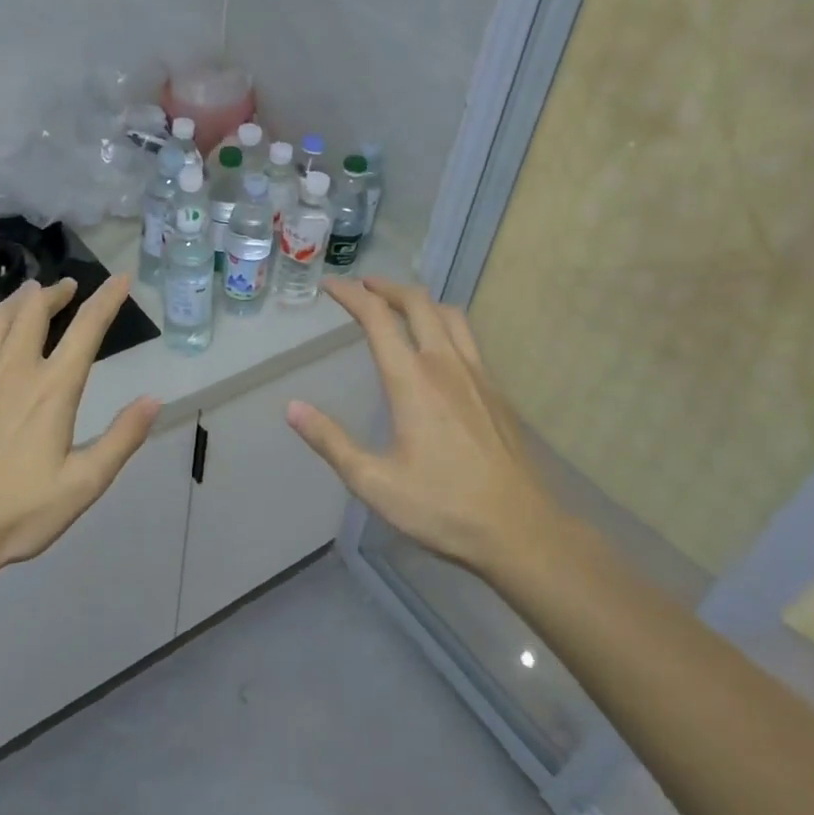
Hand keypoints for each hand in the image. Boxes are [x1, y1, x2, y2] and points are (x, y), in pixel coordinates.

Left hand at [0, 275, 161, 573]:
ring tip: (29, 296)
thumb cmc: (18, 512)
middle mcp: (13, 369)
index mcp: (53, 388)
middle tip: (66, 287)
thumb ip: (122, 438)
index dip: (107, 299)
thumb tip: (154, 399)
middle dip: (54, 292)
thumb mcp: (84, 484)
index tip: (119, 279)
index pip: (87, 329)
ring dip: (17, 302)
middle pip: (34, 311)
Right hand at [286, 277, 564, 574]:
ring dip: (420, 301)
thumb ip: (331, 441)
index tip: (331, 285)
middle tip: (362, 287)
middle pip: (417, 302)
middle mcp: (446, 365)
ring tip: (399, 307)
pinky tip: (437, 349)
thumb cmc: (443, 507)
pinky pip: (468, 338)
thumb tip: (293, 407)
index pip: (377, 318)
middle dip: (386, 287)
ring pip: (449, 314)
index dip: (351, 295)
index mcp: (412, 381)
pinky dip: (444, 324)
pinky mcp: (496, 391)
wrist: (520, 529)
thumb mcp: (374, 483)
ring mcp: (477, 375)